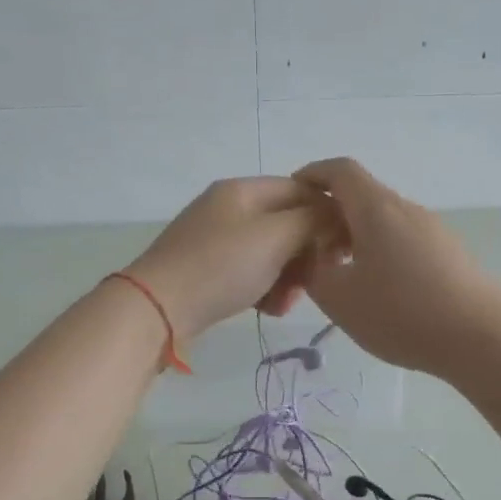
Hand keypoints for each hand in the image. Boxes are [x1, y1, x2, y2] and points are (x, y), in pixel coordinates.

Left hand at [125, 178, 322, 342]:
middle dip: (306, 254)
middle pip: (287, 224)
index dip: (328, 215)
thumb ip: (313, 220)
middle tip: (313, 282)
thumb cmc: (222, 266)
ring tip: (286, 303)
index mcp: (244, 190)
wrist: (158, 308)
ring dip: (288, 277)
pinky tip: (267, 310)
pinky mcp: (208, 270)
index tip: (343, 249)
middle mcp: (229, 208)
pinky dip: (264, 289)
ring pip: (271, 253)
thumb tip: (335, 215)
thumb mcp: (276, 236)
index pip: (302, 190)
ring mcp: (215, 240)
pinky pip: (250, 273)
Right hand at [291, 158, 500, 376]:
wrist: (482, 338)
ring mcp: (433, 231)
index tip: (293, 195)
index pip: (339, 171)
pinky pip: (404, 241)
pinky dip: (380, 253)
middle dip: (330, 217)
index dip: (312, 175)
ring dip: (356, 238)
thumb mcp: (340, 299)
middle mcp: (406, 209)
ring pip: (384, 222)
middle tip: (309, 252)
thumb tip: (312, 256)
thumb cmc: (402, 313)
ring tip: (341, 277)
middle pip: (362, 197)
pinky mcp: (450, 254)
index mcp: (376, 209)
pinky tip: (379, 292)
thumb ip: (313, 272)